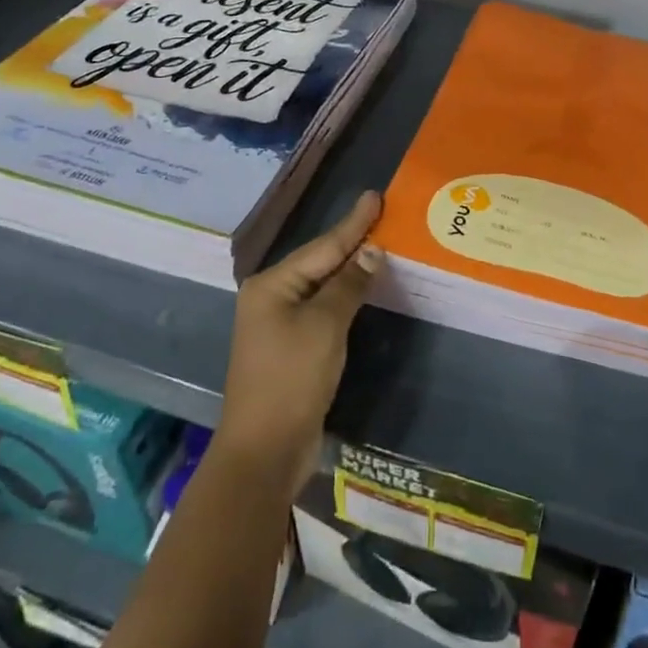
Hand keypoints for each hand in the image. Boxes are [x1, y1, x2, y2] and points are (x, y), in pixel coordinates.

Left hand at [217, 191, 383, 490]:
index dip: (353, 222)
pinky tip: (364, 286)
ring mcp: (279, 324)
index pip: (323, 246)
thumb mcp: (325, 326)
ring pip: (322, 285)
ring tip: (379, 244)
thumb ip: (348, 284)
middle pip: (319, 261)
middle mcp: (271, 298)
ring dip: (350, 268)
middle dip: (351, 241)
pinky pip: (323, 309)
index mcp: (271, 285)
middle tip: (382, 216)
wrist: (265, 451)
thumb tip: (371, 252)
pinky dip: (345, 296)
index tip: (376, 196)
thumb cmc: (292, 379)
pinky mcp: (291, 347)